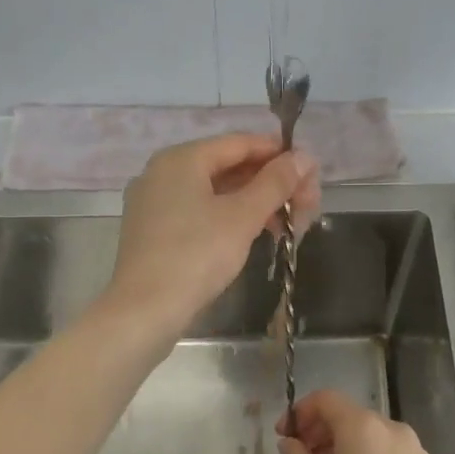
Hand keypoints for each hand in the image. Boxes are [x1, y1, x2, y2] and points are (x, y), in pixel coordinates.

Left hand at [105, 133, 318, 339]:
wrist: (144, 311)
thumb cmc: (196, 255)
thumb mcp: (242, 217)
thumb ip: (275, 183)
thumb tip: (304, 157)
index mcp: (181, 159)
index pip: (239, 143)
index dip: (278, 153)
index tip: (310, 171)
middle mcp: (162, 172)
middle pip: (227, 166)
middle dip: (269, 183)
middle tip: (306, 204)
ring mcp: (154, 203)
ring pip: (214, 192)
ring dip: (253, 203)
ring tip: (287, 224)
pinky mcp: (153, 231)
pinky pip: (198, 211)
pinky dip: (228, 217)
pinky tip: (253, 234)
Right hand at [277, 390, 454, 453]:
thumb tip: (289, 443)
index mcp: (363, 428)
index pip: (326, 399)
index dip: (300, 412)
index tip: (286, 436)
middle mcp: (393, 429)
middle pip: (350, 416)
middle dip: (321, 431)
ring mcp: (417, 451)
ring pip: (373, 437)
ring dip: (346, 447)